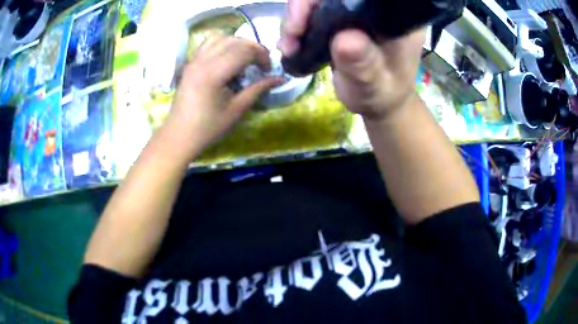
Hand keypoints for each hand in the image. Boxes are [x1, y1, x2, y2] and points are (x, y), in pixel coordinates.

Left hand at [163, 35, 282, 161]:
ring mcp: (194, 60)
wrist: (180, 135)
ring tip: (245, 57)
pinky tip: (227, 58)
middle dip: (253, 47)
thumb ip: (258, 89)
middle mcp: (203, 61)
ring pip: (221, 37)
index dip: (261, 56)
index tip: (268, 69)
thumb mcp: (237, 110)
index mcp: (214, 73)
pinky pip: (208, 43)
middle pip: (234, 40)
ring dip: (237, 43)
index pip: (244, 51)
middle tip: (261, 63)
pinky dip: (222, 44)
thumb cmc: (209, 127)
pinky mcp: (190, 63)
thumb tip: (280, 79)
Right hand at [279, 0, 424, 121]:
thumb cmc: (381, 94)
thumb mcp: (374, 84)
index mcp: (392, 18)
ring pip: (318, 2)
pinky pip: (313, 13)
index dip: (329, 0)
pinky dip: (297, 26)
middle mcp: (373, 9)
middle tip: (292, 33)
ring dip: (295, 19)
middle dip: (304, 8)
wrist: (377, 100)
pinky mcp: (340, 20)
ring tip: (288, 46)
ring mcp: (355, 13)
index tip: (308, 17)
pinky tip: (291, 44)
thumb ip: (363, 64)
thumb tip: (345, 39)